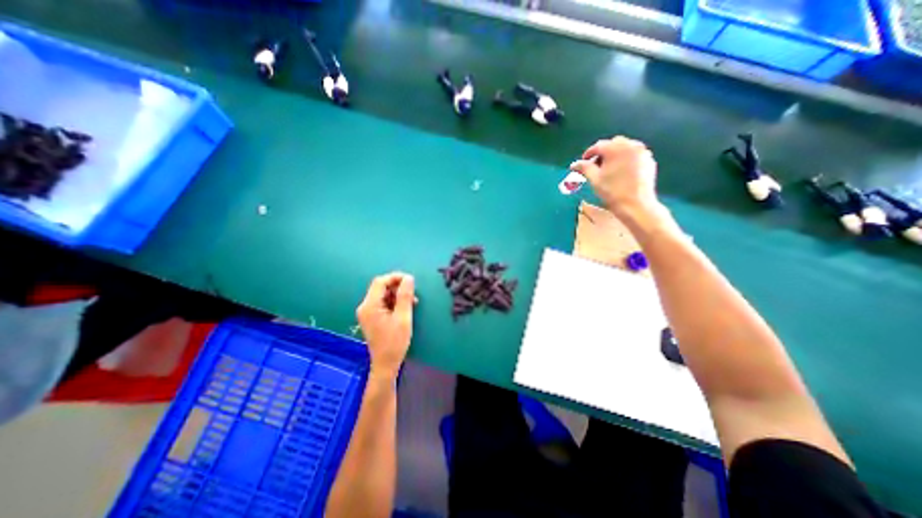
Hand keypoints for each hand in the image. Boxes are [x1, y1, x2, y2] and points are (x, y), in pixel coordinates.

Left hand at [356, 274, 418, 377]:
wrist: (386, 364)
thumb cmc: (395, 342)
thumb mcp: (403, 317)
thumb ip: (405, 296)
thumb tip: (409, 278)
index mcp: (369, 306)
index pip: (380, 282)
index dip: (395, 277)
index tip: (411, 280)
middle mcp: (365, 306)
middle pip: (381, 287)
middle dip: (397, 287)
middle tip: (413, 293)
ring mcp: (367, 312)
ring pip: (383, 294)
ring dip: (397, 295)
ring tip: (412, 302)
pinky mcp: (372, 317)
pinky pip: (383, 303)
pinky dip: (394, 302)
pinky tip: (404, 308)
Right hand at [571, 135, 663, 222]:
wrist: (635, 205)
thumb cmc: (612, 191)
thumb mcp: (594, 179)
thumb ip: (584, 168)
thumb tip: (574, 164)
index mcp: (616, 148)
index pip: (598, 146)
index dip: (588, 154)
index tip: (583, 163)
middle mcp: (631, 145)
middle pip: (613, 144)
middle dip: (603, 153)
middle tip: (596, 166)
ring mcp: (642, 152)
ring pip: (625, 149)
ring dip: (615, 156)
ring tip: (608, 169)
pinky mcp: (649, 160)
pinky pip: (634, 156)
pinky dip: (625, 160)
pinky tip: (621, 173)